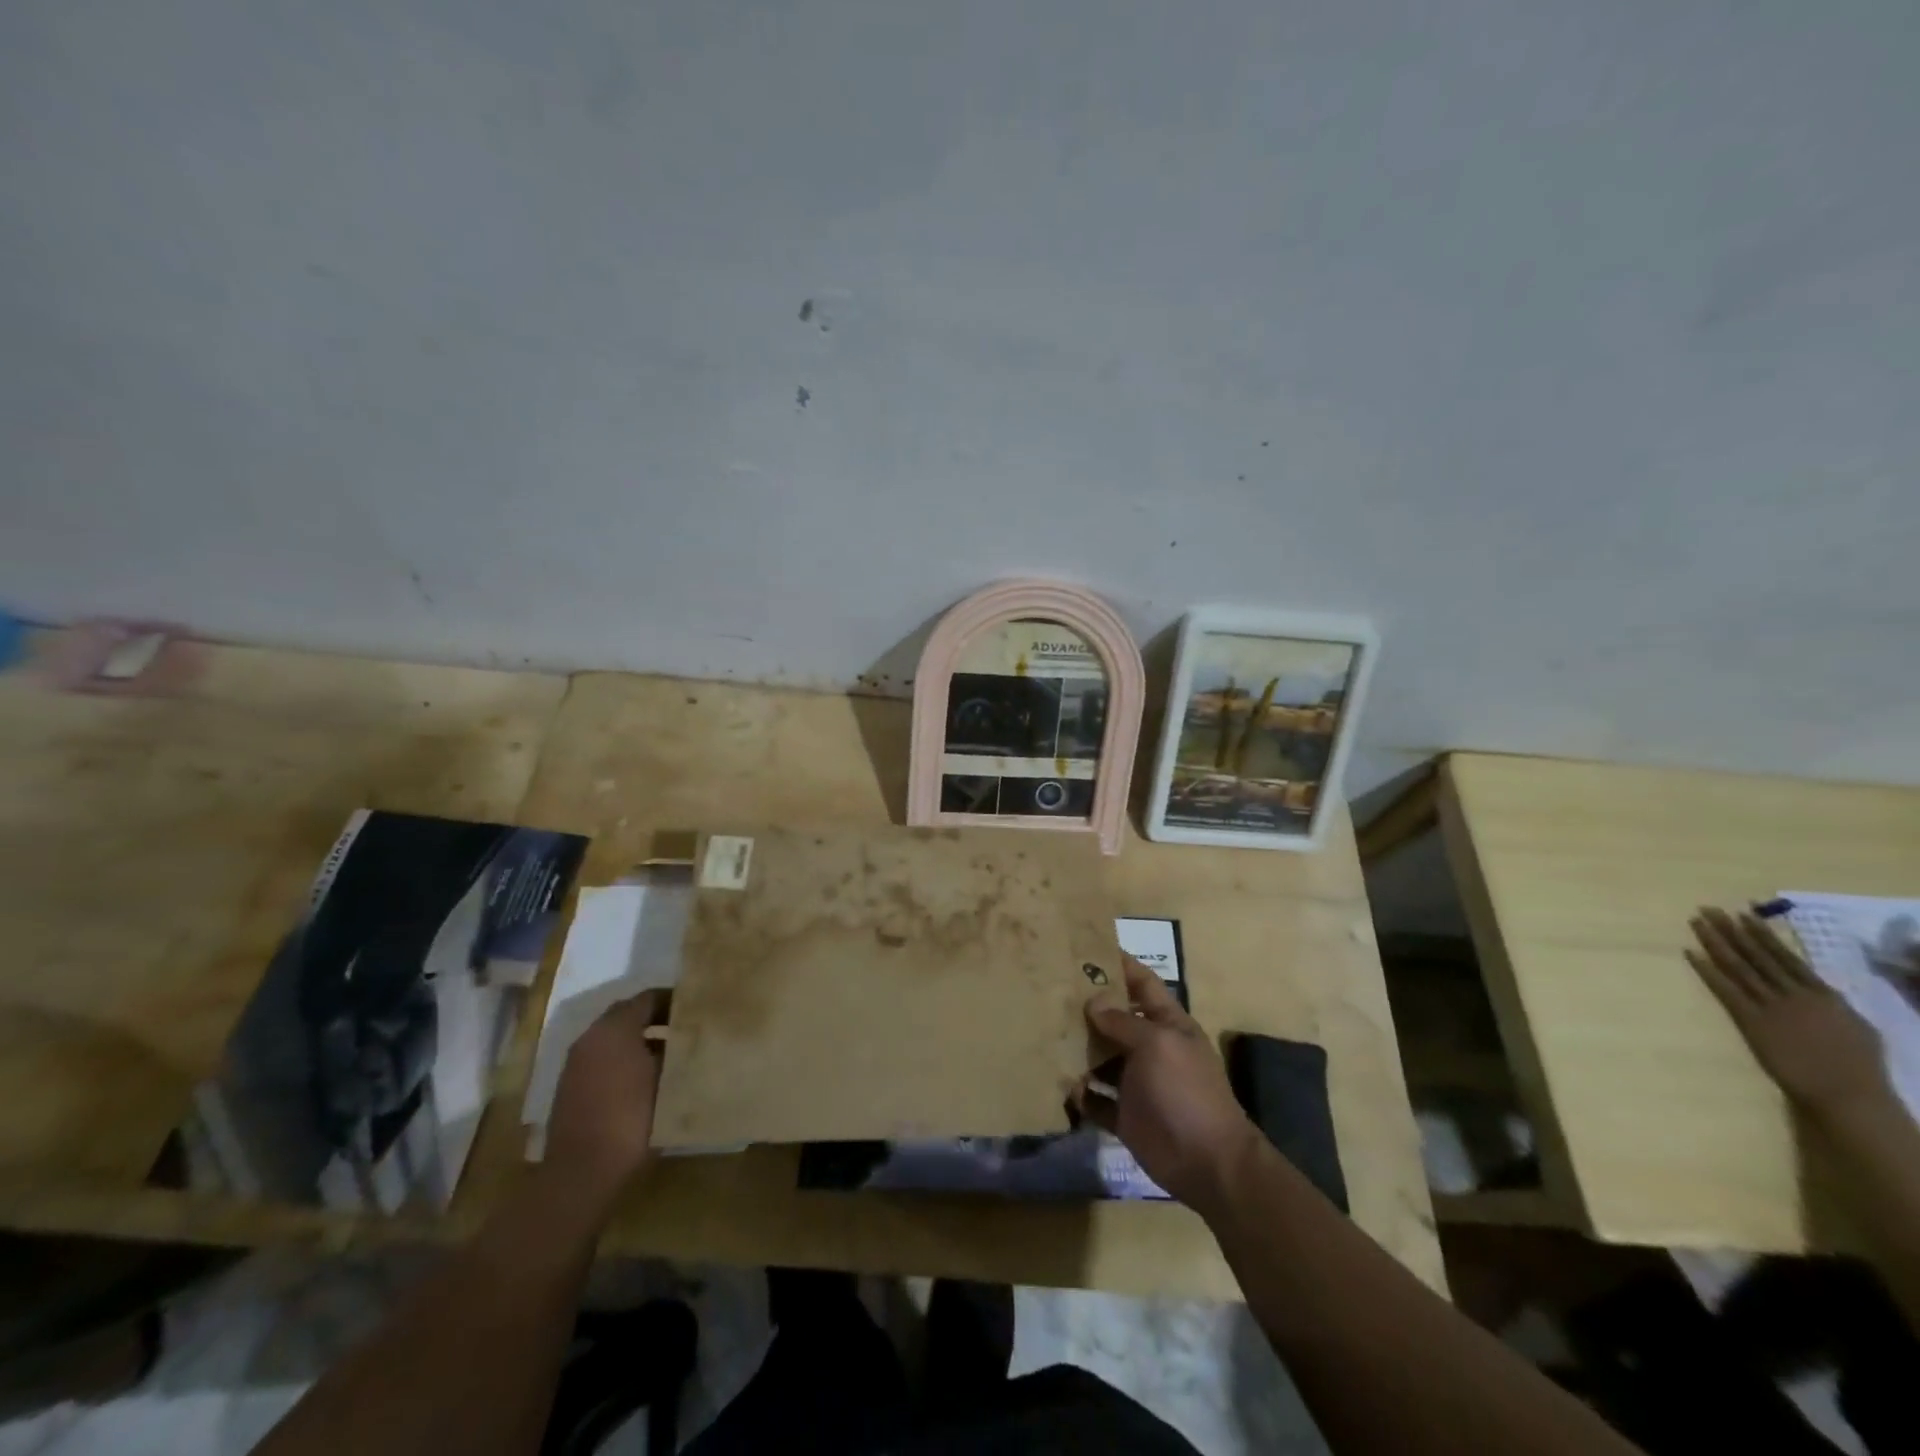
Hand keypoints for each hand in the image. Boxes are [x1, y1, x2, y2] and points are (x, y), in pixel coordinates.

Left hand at [545, 992, 667, 1207]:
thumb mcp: (666, 1081)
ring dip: (638, 1040)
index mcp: (614, 1028)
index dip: (674, 999)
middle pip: (627, 1014)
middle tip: (685, 1028)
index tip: (698, 1008)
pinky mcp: (570, 1088)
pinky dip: (622, 1059)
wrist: (581, 1174)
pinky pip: (602, 1059)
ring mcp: (576, 1063)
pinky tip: (644, 1080)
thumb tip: (688, 1040)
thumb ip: (676, 1053)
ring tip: (670, 1054)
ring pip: (613, 1038)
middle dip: (656, 1018)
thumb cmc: (631, 1119)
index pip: (648, 998)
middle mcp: (591, 1038)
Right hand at [1071, 958, 1259, 1212]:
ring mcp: (1136, 1083)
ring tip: (1042, 1032)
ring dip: (1077, 1049)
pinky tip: (1057, 1082)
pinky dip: (1079, 1093)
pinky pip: (1095, 1098)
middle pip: (1115, 1019)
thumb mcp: (1158, 1044)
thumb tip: (1093, 1002)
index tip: (1087, 947)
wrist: (1208, 1163)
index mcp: (1168, 1024)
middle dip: (1087, 1005)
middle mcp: (1150, 1048)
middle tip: (1049, 989)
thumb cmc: (1186, 1091)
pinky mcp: (1124, 1116)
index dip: (1120, 964)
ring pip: (1100, 1058)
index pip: (1143, 983)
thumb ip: (1123, 1021)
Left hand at [1686, 907, 1893, 1117]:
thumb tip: (1815, 985)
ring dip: (1715, 942)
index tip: (1743, 914)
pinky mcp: (1751, 1021)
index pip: (1785, 956)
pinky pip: (1724, 990)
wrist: (1847, 1094)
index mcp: (1823, 994)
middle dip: (1730, 930)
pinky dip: (1706, 970)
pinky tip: (1690, 953)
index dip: (1761, 934)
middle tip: (1708, 909)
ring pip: (1737, 966)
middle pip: (1755, 955)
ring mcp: (1771, 1006)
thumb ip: (1831, 1003)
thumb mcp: (1855, 1026)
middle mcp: (1794, 994)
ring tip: (1697, 922)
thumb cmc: (1857, 1065)